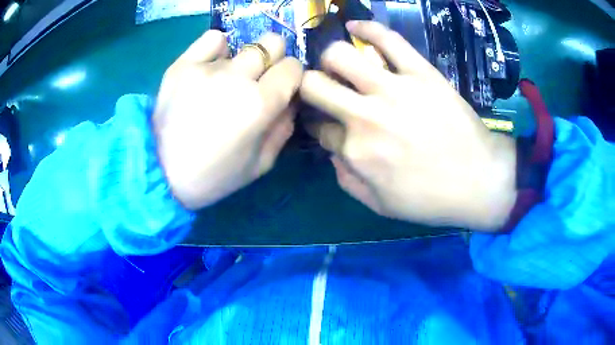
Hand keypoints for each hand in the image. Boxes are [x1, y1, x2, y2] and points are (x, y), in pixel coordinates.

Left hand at [154, 30, 301, 209]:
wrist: (161, 174)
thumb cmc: (213, 176)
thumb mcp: (261, 164)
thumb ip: (283, 128)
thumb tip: (290, 100)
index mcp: (260, 104)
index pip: (293, 67)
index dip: (291, 76)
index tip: (282, 86)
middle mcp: (237, 77)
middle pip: (273, 42)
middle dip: (273, 58)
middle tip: (259, 77)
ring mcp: (208, 67)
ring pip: (243, 44)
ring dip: (243, 61)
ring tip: (226, 81)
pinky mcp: (183, 64)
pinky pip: (213, 38)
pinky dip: (218, 48)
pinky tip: (211, 66)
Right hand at [300, 21, 516, 230]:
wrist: (480, 180)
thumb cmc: (432, 199)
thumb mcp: (381, 205)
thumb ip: (347, 180)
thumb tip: (332, 153)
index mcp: (356, 151)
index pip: (319, 129)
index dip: (320, 127)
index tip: (328, 125)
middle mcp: (365, 116)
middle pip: (314, 85)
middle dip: (310, 86)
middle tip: (325, 89)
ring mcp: (394, 89)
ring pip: (341, 55)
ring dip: (331, 59)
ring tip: (340, 64)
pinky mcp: (420, 72)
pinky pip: (388, 39)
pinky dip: (367, 28)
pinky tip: (355, 27)